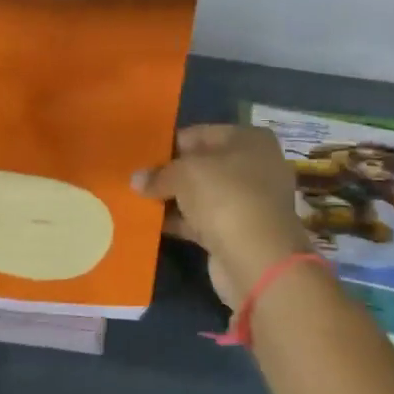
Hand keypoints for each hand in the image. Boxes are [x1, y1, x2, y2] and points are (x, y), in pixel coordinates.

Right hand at [136, 126, 313, 309]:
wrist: (258, 259)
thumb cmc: (226, 197)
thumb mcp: (185, 174)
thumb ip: (159, 174)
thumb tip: (136, 179)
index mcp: (249, 139)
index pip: (200, 134)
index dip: (170, 144)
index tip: (141, 155)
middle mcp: (253, 166)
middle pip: (202, 165)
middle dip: (170, 173)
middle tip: (136, 178)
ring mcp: (248, 201)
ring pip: (202, 194)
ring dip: (173, 198)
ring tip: (136, 199)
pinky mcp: (238, 232)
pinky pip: (202, 220)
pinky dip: (180, 221)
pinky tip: (150, 223)